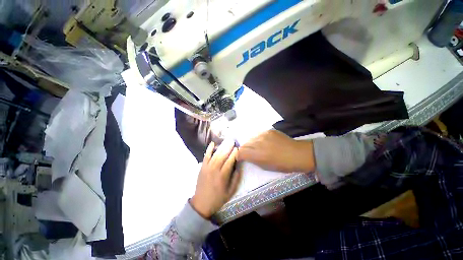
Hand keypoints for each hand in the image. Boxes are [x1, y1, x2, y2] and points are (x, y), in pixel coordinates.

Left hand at [191, 140, 240, 218]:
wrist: (201, 203)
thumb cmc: (218, 198)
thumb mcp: (230, 192)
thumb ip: (236, 179)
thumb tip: (239, 167)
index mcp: (222, 176)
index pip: (230, 161)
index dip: (234, 154)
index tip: (238, 148)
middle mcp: (215, 170)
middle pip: (223, 155)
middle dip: (228, 147)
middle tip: (233, 141)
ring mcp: (207, 167)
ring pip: (215, 154)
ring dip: (221, 147)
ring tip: (226, 141)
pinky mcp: (202, 167)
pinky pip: (206, 156)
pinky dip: (209, 149)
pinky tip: (213, 143)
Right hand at [237, 130, 314, 172]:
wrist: (297, 153)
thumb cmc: (282, 164)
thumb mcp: (265, 166)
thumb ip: (253, 160)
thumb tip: (246, 156)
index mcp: (257, 155)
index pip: (240, 152)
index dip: (239, 155)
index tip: (242, 157)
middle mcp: (258, 142)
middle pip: (244, 144)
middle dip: (245, 149)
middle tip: (250, 153)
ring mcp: (263, 135)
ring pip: (251, 138)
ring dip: (252, 143)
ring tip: (258, 147)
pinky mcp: (268, 130)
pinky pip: (259, 134)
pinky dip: (259, 139)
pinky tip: (265, 142)